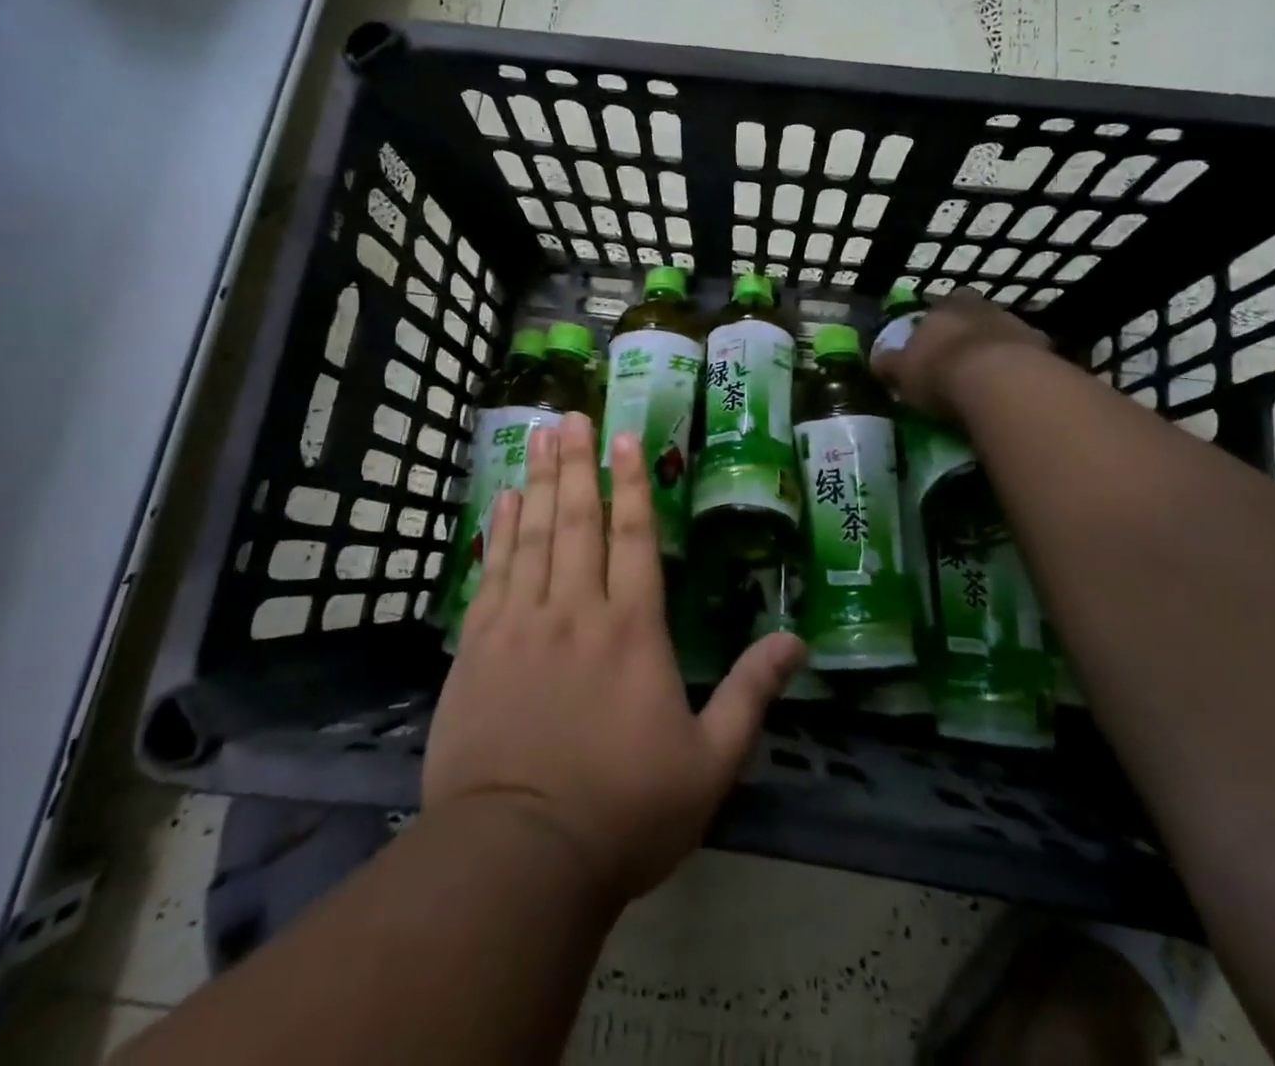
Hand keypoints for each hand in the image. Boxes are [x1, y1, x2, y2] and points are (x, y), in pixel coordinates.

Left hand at [423, 413, 806, 905]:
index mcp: (631, 630)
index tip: (626, 437)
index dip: (632, 483)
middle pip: (577, 521)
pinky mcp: (477, 648)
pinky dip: (499, 532)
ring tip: (539, 438)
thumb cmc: (623, 811)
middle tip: (572, 416)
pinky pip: (492, 573)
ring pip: (532, 535)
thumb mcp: (709, 763)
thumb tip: (797, 642)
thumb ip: (751, 695)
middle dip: (578, 464)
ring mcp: (520, 625)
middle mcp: (575, 611)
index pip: (633, 537)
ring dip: (539, 482)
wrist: (517, 857)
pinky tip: (502, 502)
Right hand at [871, 291, 1049, 425]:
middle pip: (973, 313)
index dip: (933, 324)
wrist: (1001, 384)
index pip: (937, 306)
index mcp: (943, 307)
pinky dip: (1019, 367)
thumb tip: (875, 358)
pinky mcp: (1043, 349)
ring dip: (995, 348)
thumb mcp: (902, 373)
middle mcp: (980, 308)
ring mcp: (1015, 325)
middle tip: (960, 355)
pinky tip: (1012, 388)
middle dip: (967, 330)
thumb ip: (889, 363)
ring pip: (1002, 331)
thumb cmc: (941, 373)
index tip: (930, 342)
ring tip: (987, 377)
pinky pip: (1026, 356)